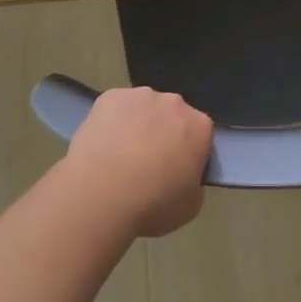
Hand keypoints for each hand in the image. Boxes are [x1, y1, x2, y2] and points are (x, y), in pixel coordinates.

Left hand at [65, 88, 213, 237]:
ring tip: (119, 156)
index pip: (201, 134)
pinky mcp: (109, 97)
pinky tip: (102, 145)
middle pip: (173, 116)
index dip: (189, 152)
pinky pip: (116, 108)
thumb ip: (194, 183)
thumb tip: (182, 176)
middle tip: (148, 164)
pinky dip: (112, 122)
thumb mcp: (190, 206)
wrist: (99, 195)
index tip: (177, 171)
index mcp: (200, 127)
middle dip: (164, 134)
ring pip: (143, 109)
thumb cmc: (151, 205)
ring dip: (138, 125)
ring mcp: (140, 96)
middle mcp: (174, 103)